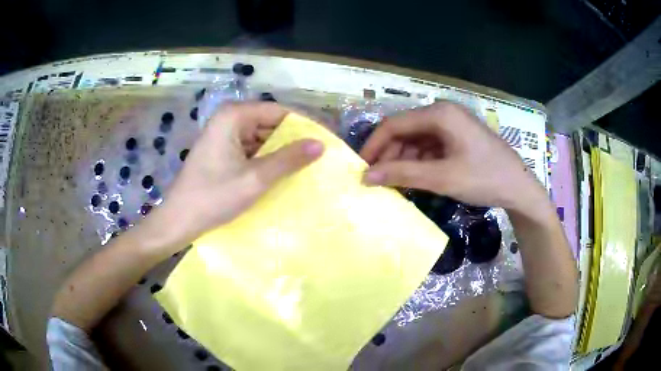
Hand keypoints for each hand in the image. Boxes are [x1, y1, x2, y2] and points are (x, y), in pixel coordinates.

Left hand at [143, 102, 323, 250]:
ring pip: (261, 137)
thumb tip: (320, 144)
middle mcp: (228, 119)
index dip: (304, 124)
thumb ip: (289, 158)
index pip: (279, 111)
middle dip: (293, 139)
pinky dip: (267, 159)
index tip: (325, 139)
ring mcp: (224, 135)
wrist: (179, 221)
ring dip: (281, 151)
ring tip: (307, 165)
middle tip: (320, 156)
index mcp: (234, 116)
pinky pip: (251, 149)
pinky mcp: (222, 151)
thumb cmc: (213, 197)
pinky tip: (283, 172)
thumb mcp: (255, 178)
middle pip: (270, 122)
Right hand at [360, 102, 545, 211]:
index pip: (394, 124)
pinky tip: (413, 179)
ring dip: (402, 161)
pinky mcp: (456, 138)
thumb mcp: (442, 178)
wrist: (519, 188)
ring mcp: (451, 125)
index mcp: (439, 114)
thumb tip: (366, 176)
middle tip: (376, 181)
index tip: (360, 168)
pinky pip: (429, 147)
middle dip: (388, 155)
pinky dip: (418, 163)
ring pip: (415, 141)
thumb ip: (403, 174)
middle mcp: (442, 113)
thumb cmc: (484, 178)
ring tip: (393, 184)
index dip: (374, 146)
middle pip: (404, 131)